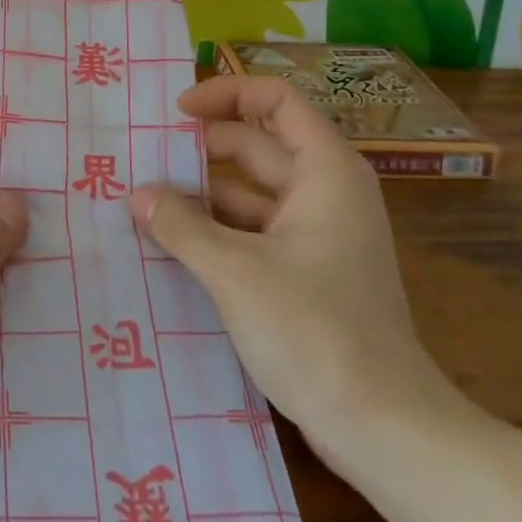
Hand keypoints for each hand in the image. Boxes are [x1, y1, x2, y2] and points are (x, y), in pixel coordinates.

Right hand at [129, 75, 459, 464]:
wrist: (384, 428)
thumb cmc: (314, 331)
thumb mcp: (234, 271)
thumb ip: (180, 225)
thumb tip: (137, 194)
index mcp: (324, 171)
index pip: (276, 100)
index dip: (225, 94)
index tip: (175, 112)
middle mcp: (325, 192)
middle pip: (257, 144)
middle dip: (200, 148)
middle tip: (142, 158)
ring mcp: (317, 234)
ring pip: (250, 193)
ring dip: (201, 194)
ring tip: (144, 200)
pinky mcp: (307, 272)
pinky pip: (253, 231)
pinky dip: (215, 231)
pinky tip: (172, 244)